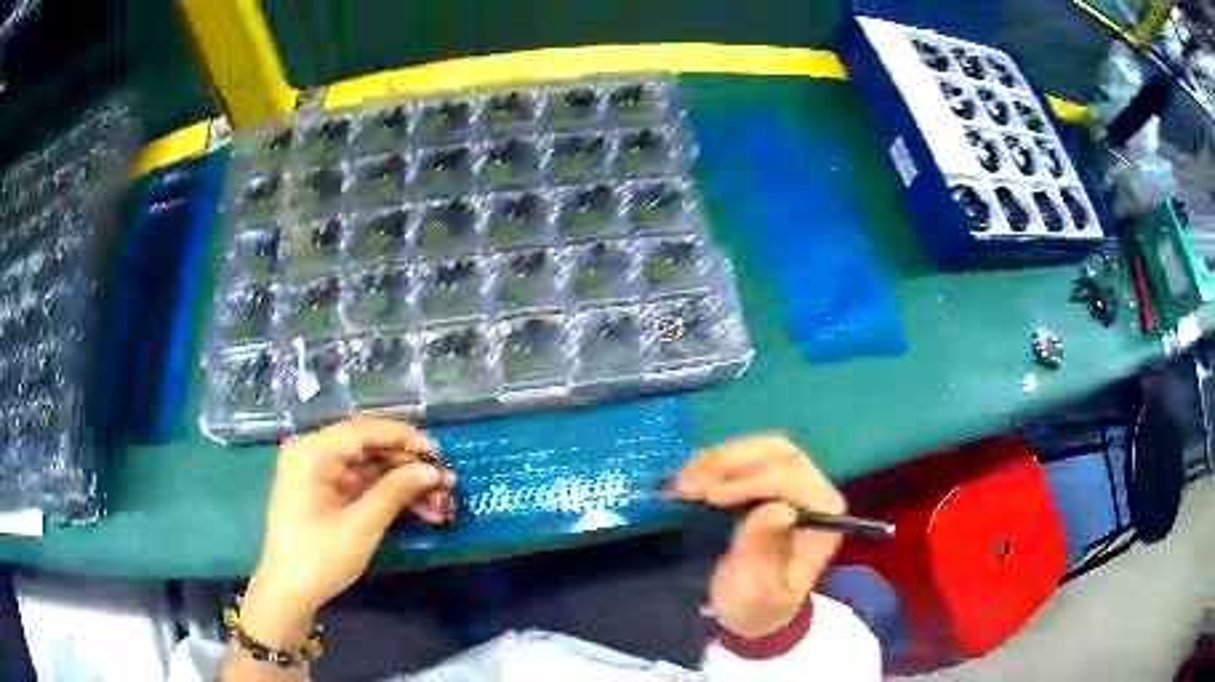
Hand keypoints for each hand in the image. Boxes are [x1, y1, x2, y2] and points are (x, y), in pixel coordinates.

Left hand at [242, 417, 455, 650]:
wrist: (289, 593)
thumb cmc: (320, 556)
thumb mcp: (361, 525)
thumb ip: (395, 492)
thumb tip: (431, 472)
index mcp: (312, 453)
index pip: (362, 431)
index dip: (403, 438)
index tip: (438, 453)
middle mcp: (314, 456)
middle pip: (368, 449)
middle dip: (408, 467)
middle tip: (446, 482)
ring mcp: (320, 476)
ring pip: (370, 470)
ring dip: (404, 486)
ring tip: (441, 503)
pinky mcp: (327, 495)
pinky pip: (363, 487)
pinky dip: (389, 498)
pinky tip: (421, 512)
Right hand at [674, 435, 845, 638]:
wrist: (751, 609)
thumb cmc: (759, 605)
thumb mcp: (761, 592)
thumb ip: (768, 553)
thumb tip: (779, 510)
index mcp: (825, 516)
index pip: (793, 479)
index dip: (751, 480)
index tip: (709, 495)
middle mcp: (816, 491)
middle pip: (780, 454)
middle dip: (731, 463)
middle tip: (688, 483)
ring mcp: (794, 482)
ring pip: (762, 448)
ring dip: (720, 459)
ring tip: (683, 480)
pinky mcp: (771, 480)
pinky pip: (748, 455)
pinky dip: (716, 460)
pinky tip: (690, 474)